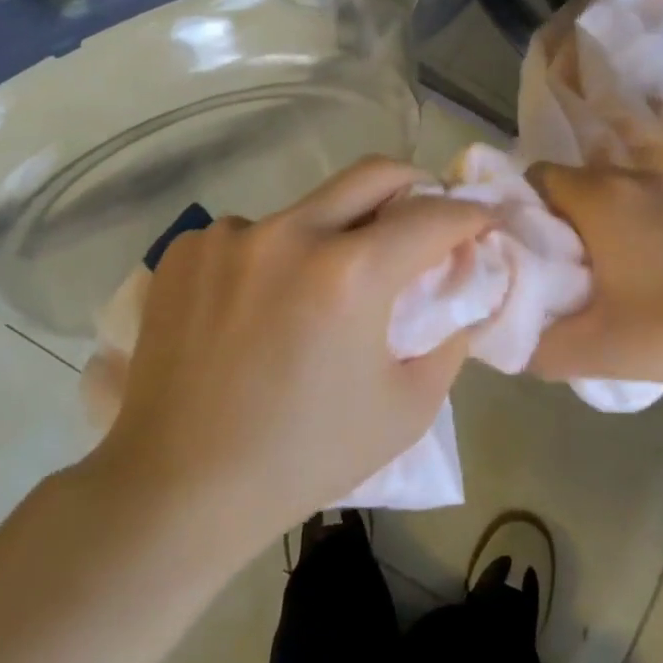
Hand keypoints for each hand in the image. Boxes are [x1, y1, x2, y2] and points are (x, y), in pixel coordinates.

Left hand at [86, 157, 492, 552]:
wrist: (179, 488)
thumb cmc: (303, 457)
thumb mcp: (405, 409)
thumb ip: (448, 340)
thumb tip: (461, 290)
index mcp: (350, 274)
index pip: (431, 218)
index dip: (469, 215)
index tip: (484, 221)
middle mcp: (290, 234)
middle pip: (373, 174)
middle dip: (415, 184)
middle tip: (425, 212)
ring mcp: (230, 235)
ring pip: (307, 209)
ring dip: (333, 233)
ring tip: (322, 288)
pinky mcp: (188, 249)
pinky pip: (251, 234)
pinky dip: (273, 257)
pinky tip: (258, 306)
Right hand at [527, 163, 662, 391]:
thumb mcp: (603, 350)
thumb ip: (541, 349)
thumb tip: (506, 344)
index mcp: (600, 197)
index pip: (534, 176)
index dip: (514, 209)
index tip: (512, 251)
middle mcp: (630, 179)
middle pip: (569, 186)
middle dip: (549, 225)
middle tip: (545, 274)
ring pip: (607, 196)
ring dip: (590, 229)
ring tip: (589, 280)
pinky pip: (640, 207)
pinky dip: (625, 231)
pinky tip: (639, 277)